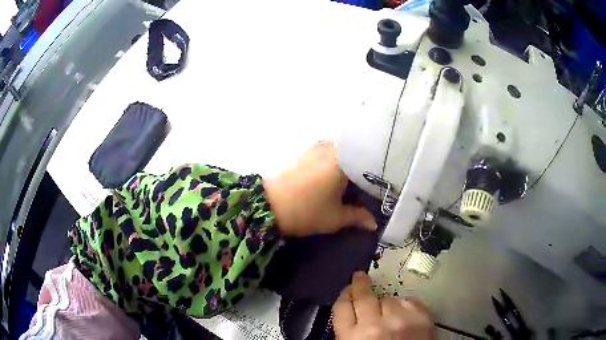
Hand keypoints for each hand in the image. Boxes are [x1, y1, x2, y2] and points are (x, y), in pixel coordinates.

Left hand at [263, 141, 375, 235]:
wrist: (265, 205)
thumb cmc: (305, 211)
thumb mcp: (335, 217)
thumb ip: (358, 217)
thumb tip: (374, 223)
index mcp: (342, 159)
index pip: (369, 159)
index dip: (378, 171)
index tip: (384, 181)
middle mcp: (330, 147)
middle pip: (354, 152)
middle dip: (363, 166)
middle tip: (370, 181)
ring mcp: (314, 147)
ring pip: (340, 151)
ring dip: (347, 162)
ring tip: (354, 179)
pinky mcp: (302, 152)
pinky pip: (326, 152)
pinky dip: (334, 161)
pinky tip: (334, 175)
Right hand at [333, 272, 434, 339]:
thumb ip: (349, 332)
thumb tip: (351, 313)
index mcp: (353, 338)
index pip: (342, 308)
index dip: (344, 296)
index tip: (348, 290)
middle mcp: (375, 326)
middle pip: (363, 296)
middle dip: (360, 285)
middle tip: (359, 277)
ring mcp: (401, 319)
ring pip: (388, 299)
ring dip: (386, 305)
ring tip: (390, 318)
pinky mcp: (422, 316)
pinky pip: (409, 300)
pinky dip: (405, 306)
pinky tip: (404, 316)